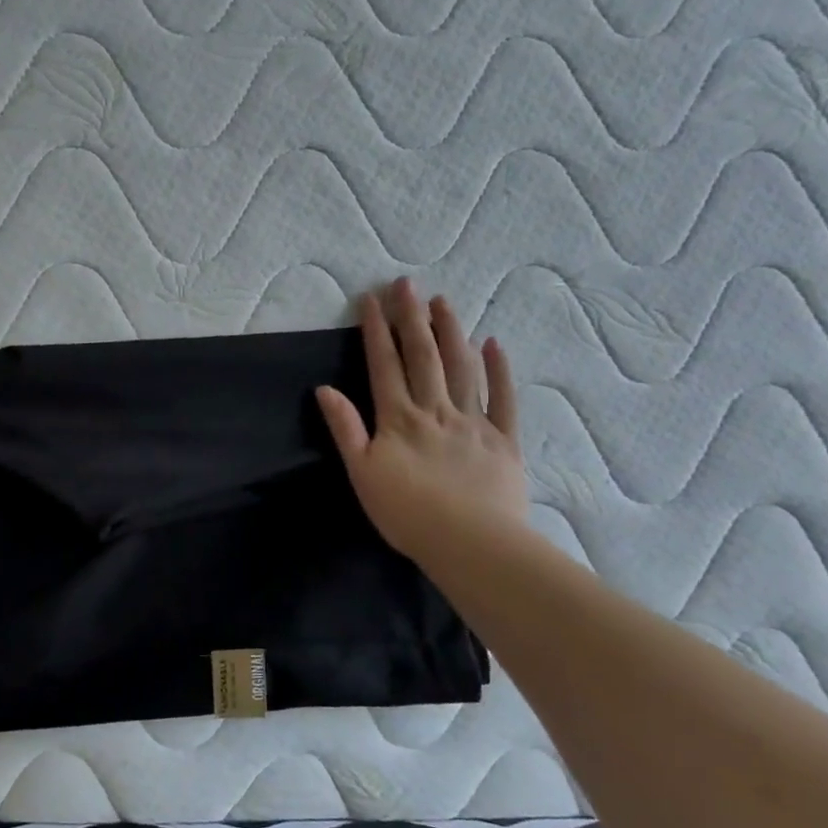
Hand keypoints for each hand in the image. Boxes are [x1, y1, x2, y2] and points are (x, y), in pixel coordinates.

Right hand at [315, 278, 526, 564]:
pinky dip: (499, 370)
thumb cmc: (407, 512)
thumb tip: (324, 389)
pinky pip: (503, 399)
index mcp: (398, 419)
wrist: (471, 543)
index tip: (371, 299)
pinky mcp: (503, 440)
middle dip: (412, 318)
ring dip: (451, 332)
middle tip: (407, 284)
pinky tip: (493, 343)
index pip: (384, 365)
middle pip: (423, 356)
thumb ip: (345, 428)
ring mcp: (473, 422)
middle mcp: (435, 410)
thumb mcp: (362, 472)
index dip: (376, 331)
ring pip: (461, 368)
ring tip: (443, 302)